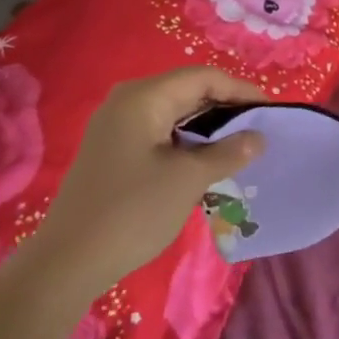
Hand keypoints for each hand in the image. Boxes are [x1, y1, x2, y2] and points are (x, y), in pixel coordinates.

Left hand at [26, 68, 265, 298]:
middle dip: (225, 109)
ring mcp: (116, 127)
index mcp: (144, 97)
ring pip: (174, 114)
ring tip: (238, 149)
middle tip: (258, 132)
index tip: (271, 113)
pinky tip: (205, 165)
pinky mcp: (113, 151)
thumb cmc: (133, 211)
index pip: (203, 77)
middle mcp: (128, 101)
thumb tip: (258, 137)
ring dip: (207, 129)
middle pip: (187, 91)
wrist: (68, 261)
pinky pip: (159, 134)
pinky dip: (186, 143)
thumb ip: (228, 152)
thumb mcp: (188, 179)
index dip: (240, 91)